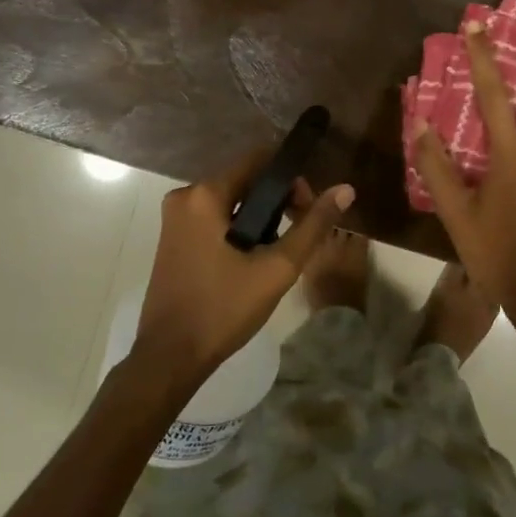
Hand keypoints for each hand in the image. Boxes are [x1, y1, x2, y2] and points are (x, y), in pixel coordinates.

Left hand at [133, 149, 355, 384]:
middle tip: (300, 234)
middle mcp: (185, 196)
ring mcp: (175, 218)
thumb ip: (312, 226)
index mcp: (204, 194)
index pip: (258, 159)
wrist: (170, 356)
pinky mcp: (173, 238)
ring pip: (231, 200)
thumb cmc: (223, 309)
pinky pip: (214, 218)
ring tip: (279, 252)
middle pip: (245, 179)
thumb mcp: (277, 268)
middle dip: (278, 200)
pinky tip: (253, 259)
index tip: (309, 208)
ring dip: (260, 217)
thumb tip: (345, 190)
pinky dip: (239, 228)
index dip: (291, 178)